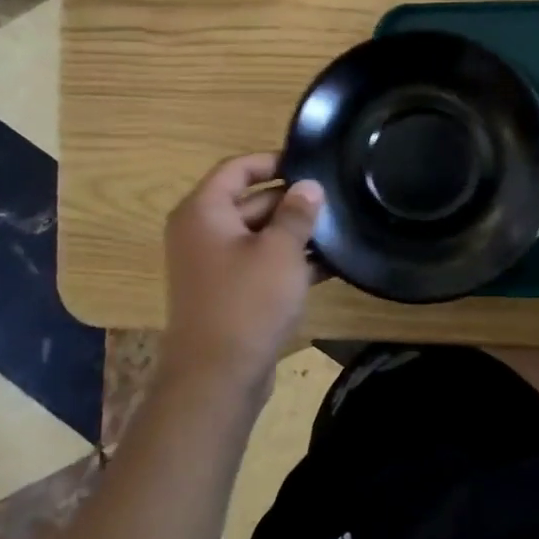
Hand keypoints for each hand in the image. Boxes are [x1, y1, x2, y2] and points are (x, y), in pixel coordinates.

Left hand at [164, 154, 323, 391]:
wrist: (217, 378)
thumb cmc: (248, 301)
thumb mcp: (281, 250)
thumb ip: (297, 212)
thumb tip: (308, 186)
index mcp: (203, 212)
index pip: (238, 168)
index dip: (274, 161)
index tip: (311, 163)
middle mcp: (201, 232)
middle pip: (250, 200)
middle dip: (291, 200)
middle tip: (334, 199)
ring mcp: (212, 265)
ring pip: (258, 234)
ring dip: (293, 233)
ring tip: (337, 230)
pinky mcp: (227, 292)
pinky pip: (259, 263)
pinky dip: (287, 261)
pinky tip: (328, 265)